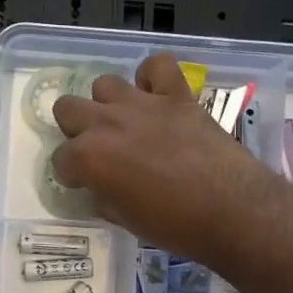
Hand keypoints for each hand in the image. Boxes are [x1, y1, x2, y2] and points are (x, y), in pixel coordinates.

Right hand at [51, 53, 285, 264]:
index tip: (85, 183)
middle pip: (67, 108)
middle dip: (77, 130)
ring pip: (104, 84)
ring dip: (109, 104)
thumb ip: (104, 195)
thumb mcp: (125, 219)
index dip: (71, 173)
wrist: (232, 211)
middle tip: (99, 150)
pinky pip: (157, 66)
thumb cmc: (174, 226)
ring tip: (127, 123)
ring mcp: (142, 104)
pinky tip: (156, 96)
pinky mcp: (176, 95)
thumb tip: (101, 186)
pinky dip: (152, 77)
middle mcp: (107, 123)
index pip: (61, 159)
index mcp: (89, 157)